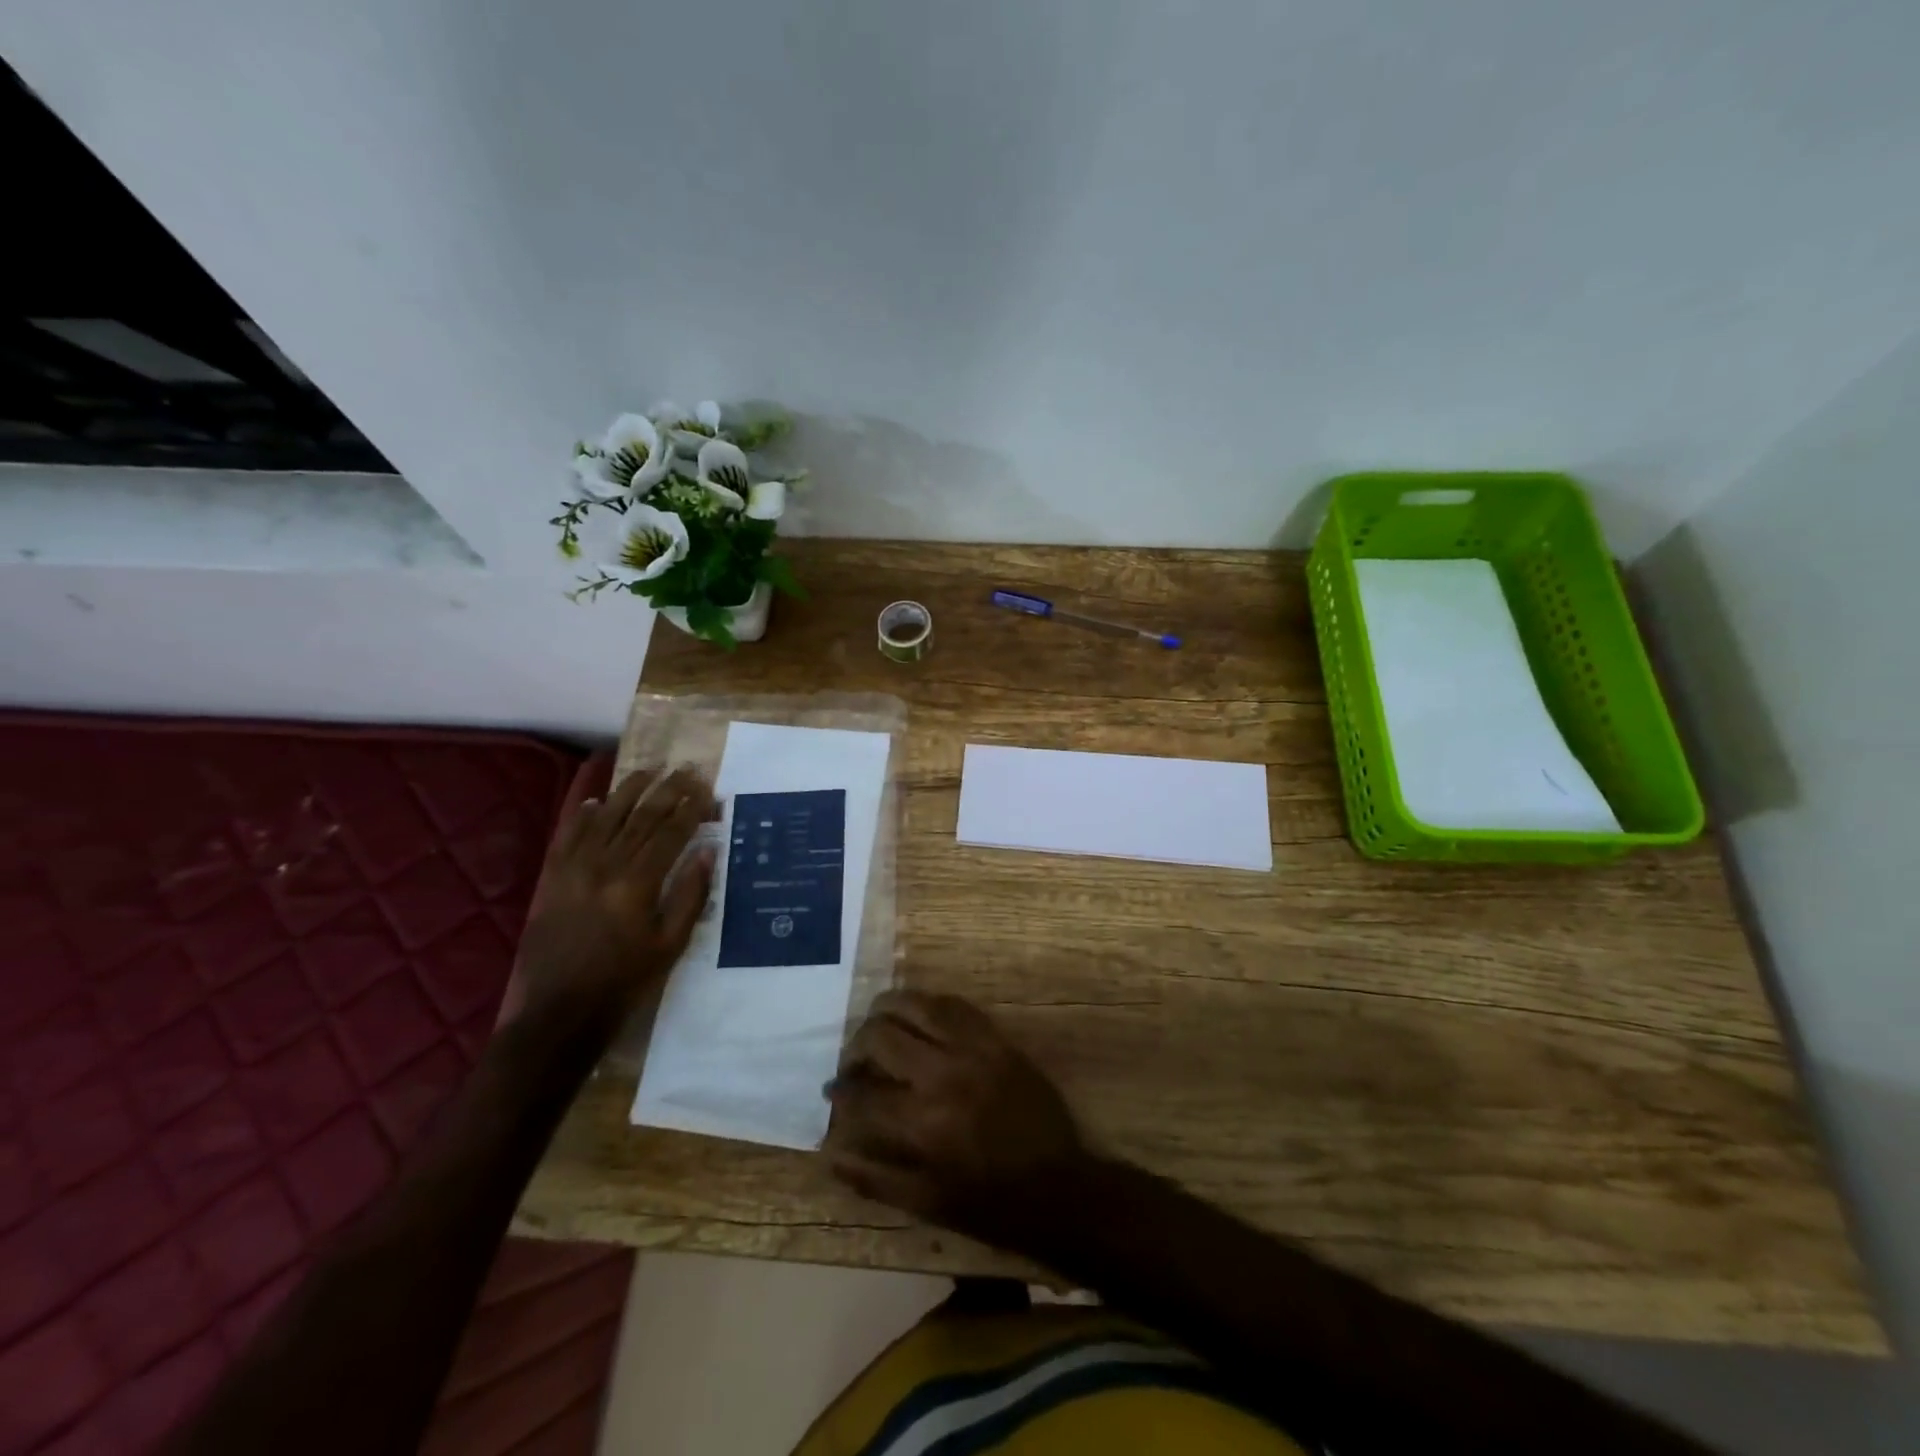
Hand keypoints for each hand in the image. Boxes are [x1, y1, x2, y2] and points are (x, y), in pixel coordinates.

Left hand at [513, 766, 716, 1044]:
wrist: (558, 1013)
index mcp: (637, 883)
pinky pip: (568, 835)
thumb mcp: (670, 945)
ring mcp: (573, 869)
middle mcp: (604, 866)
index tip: (706, 788)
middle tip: (686, 769)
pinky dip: (584, 814)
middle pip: (641, 817)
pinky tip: (597, 800)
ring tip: (649, 771)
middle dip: (667, 790)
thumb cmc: (624, 982)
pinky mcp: (552, 879)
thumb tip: (707, 852)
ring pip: (605, 817)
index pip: (670, 833)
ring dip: (628, 791)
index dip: (690, 808)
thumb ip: (690, 895)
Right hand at [824, 990, 1090, 1250]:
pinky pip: (955, 1005)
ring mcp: (973, 1050)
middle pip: (881, 1036)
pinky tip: (919, 1017)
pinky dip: (929, 1005)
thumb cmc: (990, 1205)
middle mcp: (943, 1075)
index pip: (862, 1094)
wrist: (1060, 1188)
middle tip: (855, 1062)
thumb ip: (874, 1178)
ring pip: (916, 1005)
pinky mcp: (997, 1039)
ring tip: (879, 1025)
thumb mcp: (927, 1204)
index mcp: (922, 1123)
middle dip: (856, 1047)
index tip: (834, 1093)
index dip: (840, 1094)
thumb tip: (830, 1152)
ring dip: (888, 1011)